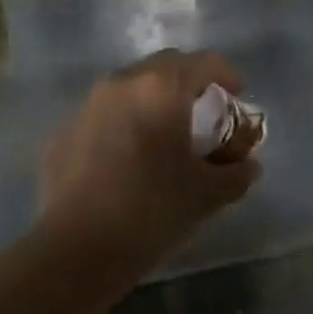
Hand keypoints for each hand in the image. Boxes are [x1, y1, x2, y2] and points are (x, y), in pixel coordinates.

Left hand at [41, 49, 260, 273]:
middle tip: (205, 111)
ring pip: (132, 86)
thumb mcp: (208, 194)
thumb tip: (249, 165)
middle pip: (166, 66)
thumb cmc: (152, 211)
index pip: (205, 61)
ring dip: (155, 99)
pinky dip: (125, 122)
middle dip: (190, 82)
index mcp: (162, 88)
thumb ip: (237, 173)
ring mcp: (88, 105)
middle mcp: (123, 83)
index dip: (228, 75)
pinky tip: (130, 157)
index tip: (238, 96)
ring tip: (167, 133)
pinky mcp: (63, 131)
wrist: (75, 252)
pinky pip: (105, 113)